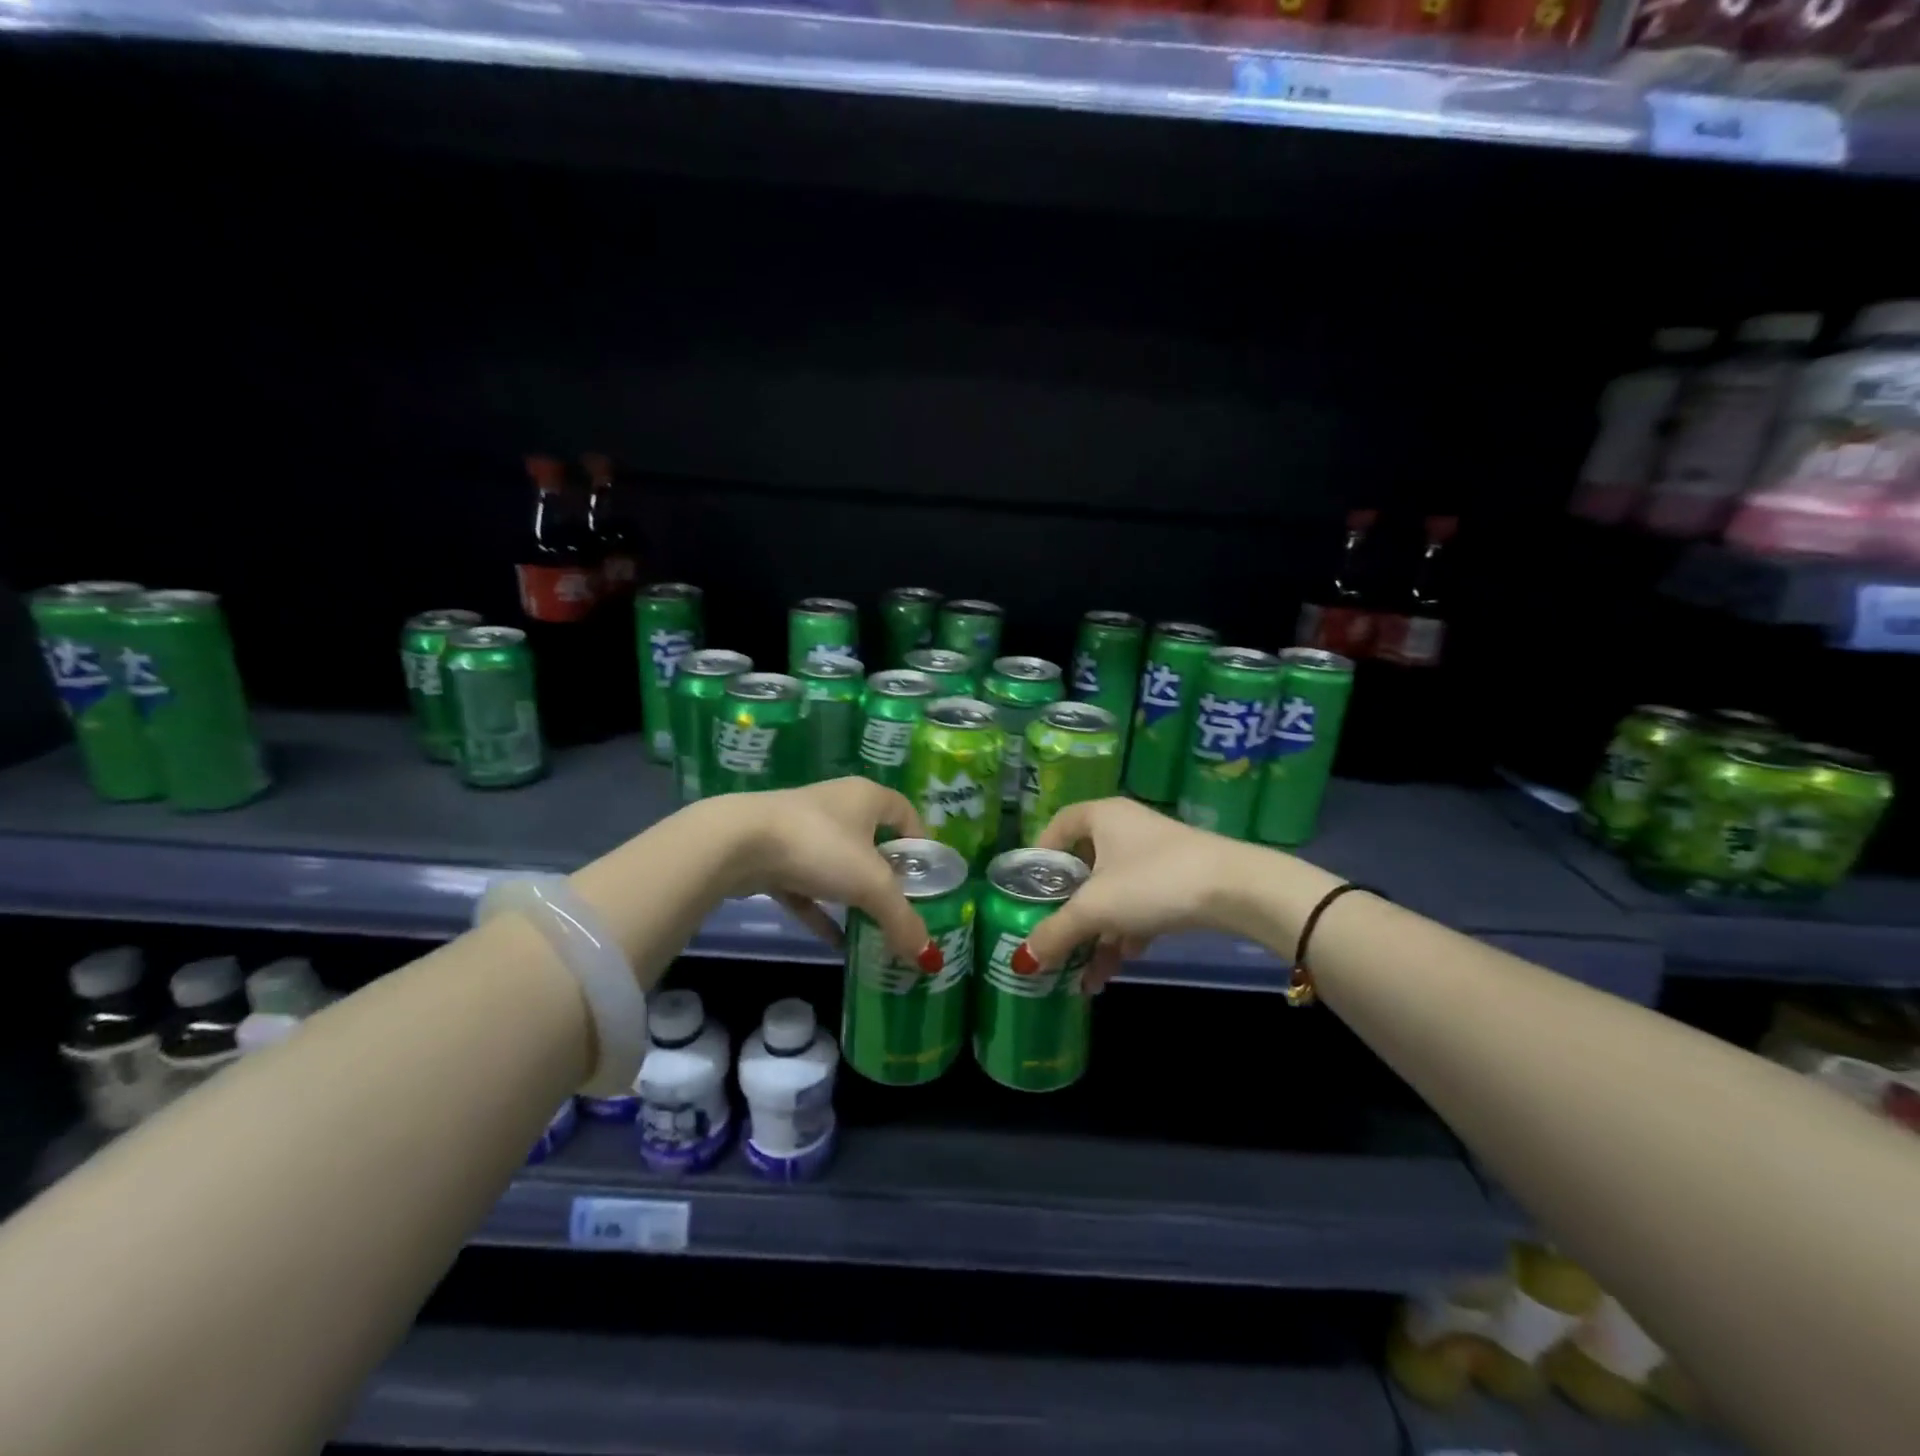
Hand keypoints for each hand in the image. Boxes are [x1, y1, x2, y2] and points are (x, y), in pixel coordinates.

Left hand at [714, 778, 943, 971]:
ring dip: (853, 894)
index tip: (927, 876)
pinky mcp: (773, 854)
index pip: (905, 812)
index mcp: (866, 797)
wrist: (736, 843)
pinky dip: (821, 910)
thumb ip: (902, 918)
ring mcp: (801, 829)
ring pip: (838, 864)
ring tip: (872, 926)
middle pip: (872, 840)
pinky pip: (807, 885)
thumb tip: (928, 956)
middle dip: (887, 875)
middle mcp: (836, 806)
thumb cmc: (819, 847)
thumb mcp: (871, 885)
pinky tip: (835, 942)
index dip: (920, 842)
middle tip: (901, 907)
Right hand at [1026, 798, 1249, 991]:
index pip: (1058, 827)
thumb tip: (1021, 960)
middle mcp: (1125, 828)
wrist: (1237, 890)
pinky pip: (1139, 905)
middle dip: (1068, 910)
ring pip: (1113, 893)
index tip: (1027, 889)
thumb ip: (1056, 932)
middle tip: (1052, 938)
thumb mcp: (1096, 908)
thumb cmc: (1152, 881)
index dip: (1040, 856)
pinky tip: (1118, 965)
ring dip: (1097, 933)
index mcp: (1101, 816)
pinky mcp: (1179, 879)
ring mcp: (1155, 855)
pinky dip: (1126, 932)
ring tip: (1083, 974)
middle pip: (1084, 867)